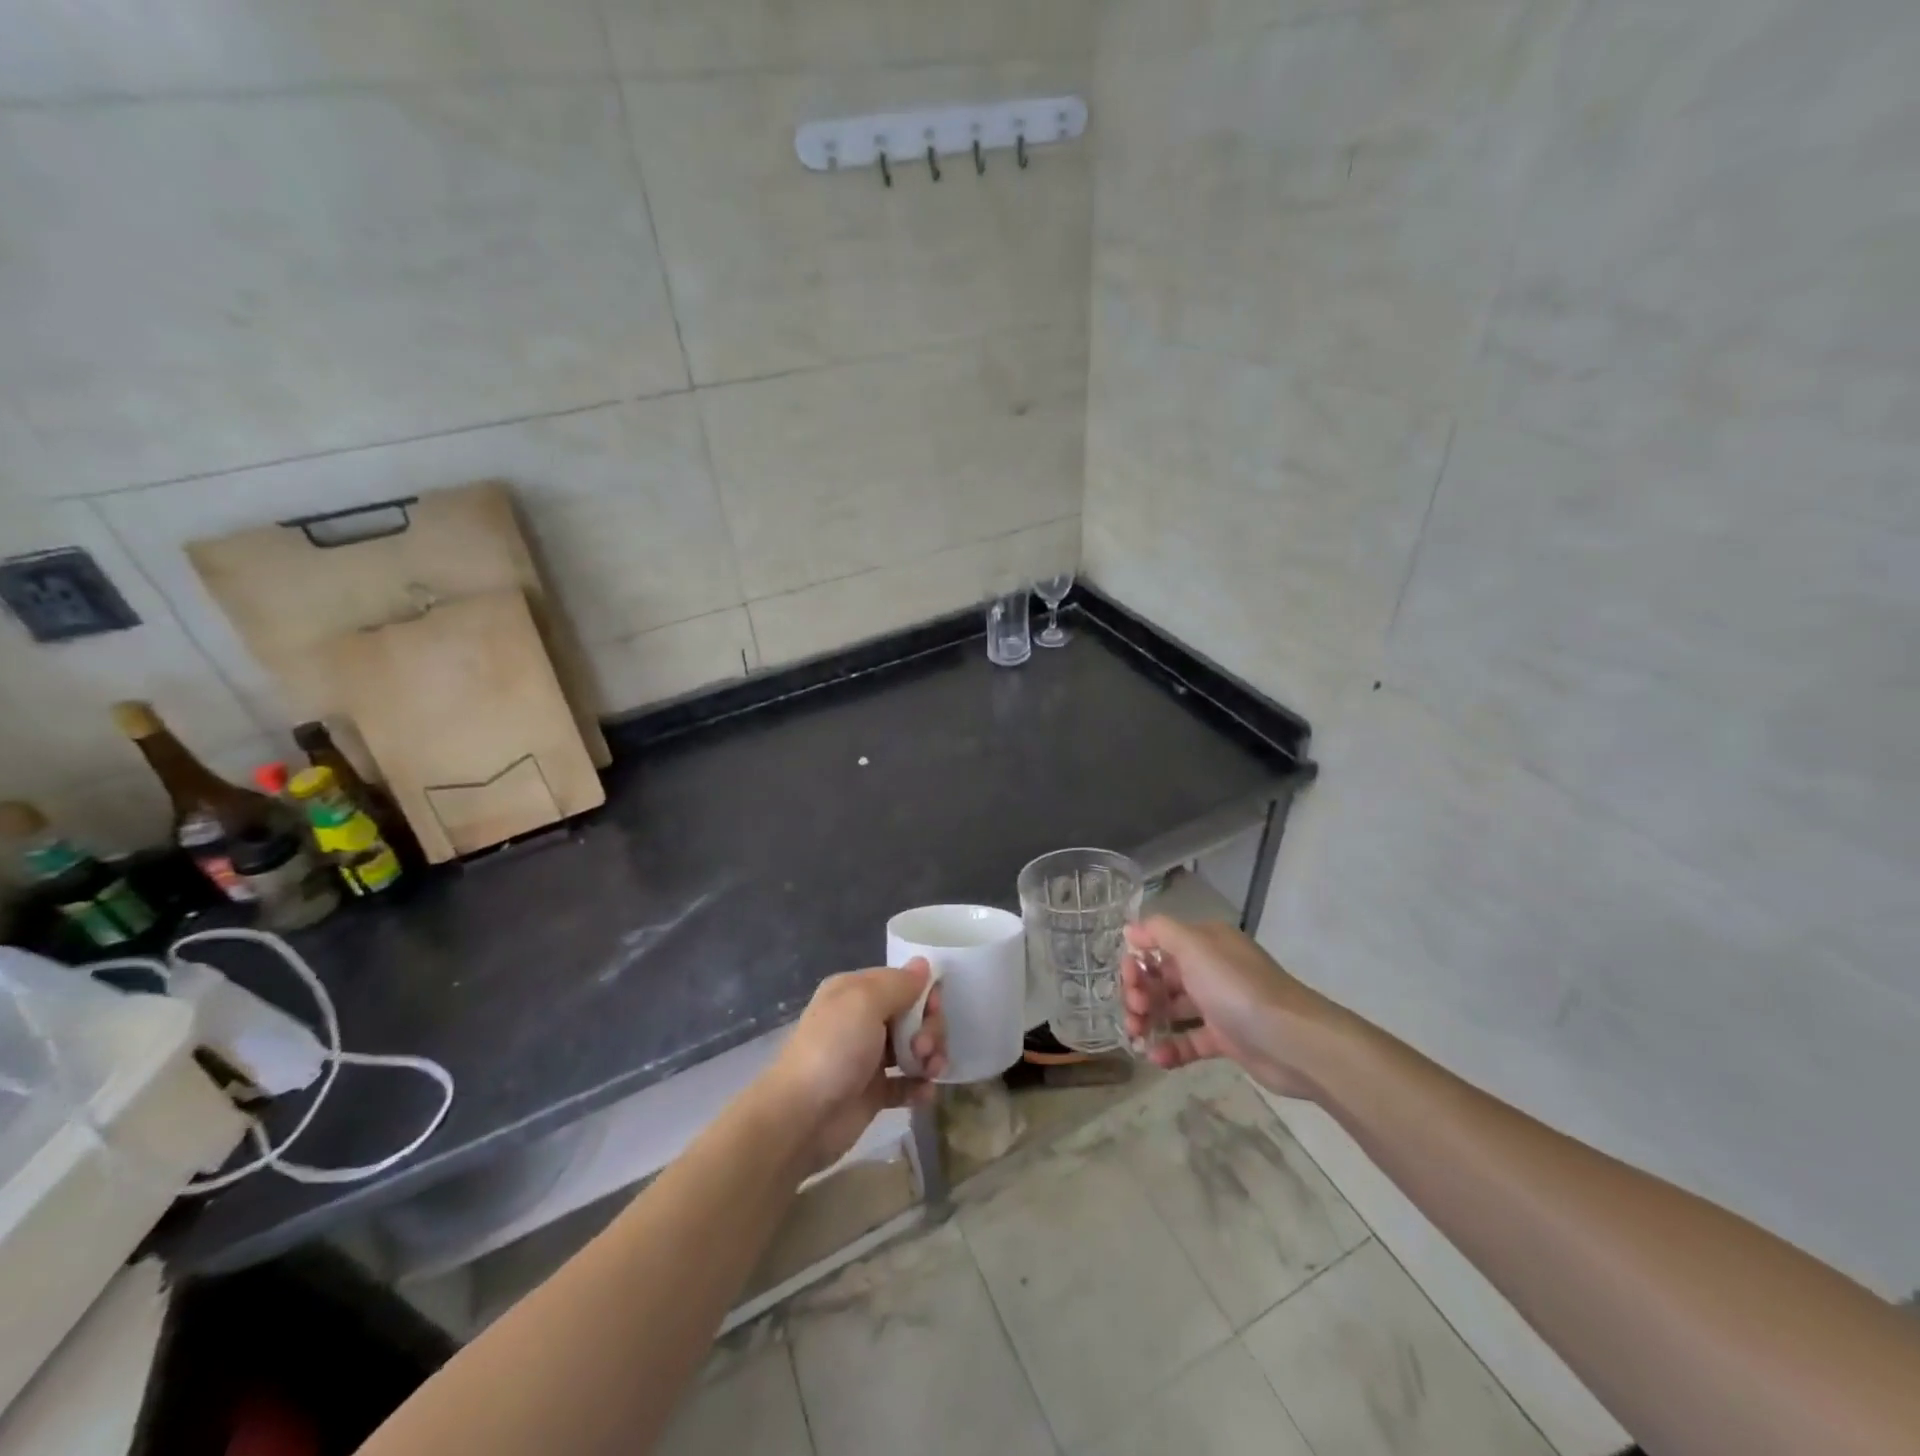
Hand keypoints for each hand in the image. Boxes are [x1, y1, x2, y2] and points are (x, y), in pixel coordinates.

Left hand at [762, 961, 946, 1172]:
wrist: (801, 1118)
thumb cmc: (834, 1049)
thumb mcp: (865, 1002)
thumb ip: (898, 983)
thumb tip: (923, 964)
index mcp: (855, 991)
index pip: (902, 981)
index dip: (924, 993)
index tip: (933, 1008)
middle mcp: (862, 1019)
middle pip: (913, 1015)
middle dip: (929, 1028)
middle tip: (924, 1048)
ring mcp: (868, 1057)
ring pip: (914, 1048)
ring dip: (929, 1056)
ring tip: (929, 1072)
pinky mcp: (874, 1093)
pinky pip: (907, 1083)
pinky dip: (920, 1086)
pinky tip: (926, 1093)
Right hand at [1120, 917, 1326, 1098]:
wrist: (1292, 1040)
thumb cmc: (1236, 986)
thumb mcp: (1194, 946)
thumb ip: (1159, 932)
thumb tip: (1130, 930)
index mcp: (1204, 942)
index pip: (1158, 945)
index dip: (1137, 962)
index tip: (1129, 980)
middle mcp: (1210, 969)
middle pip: (1162, 978)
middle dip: (1140, 993)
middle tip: (1134, 1012)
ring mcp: (1218, 1005)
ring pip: (1172, 1010)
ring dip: (1149, 1020)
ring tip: (1137, 1037)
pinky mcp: (1226, 1039)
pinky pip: (1190, 1041)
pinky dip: (1171, 1048)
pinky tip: (1156, 1057)